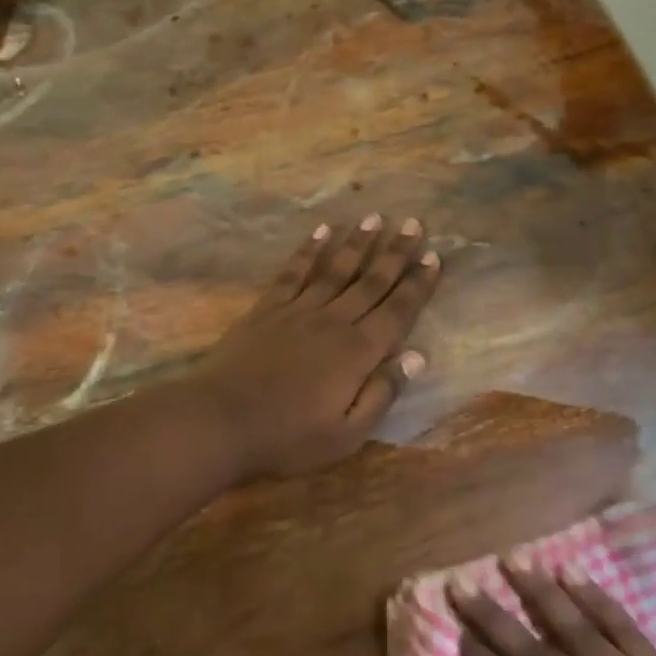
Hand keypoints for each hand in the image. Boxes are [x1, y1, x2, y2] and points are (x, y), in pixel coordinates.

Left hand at [187, 214, 440, 477]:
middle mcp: (334, 321)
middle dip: (396, 252)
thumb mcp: (347, 434)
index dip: (418, 284)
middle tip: (414, 223)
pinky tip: (322, 231)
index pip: (397, 311)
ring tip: (375, 218)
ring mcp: (298, 310)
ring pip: (336, 269)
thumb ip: (383, 393)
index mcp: (358, 352)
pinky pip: (294, 272)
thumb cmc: (288, 437)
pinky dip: (309, 250)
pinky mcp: (268, 308)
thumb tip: (417, 356)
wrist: (220, 421)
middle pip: (371, 281)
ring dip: (358, 242)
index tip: (434, 257)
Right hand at [455, 566, 655, 655]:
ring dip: (539, 589)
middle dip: (490, 613)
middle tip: (460, 581)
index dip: (472, 654)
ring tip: (511, 559)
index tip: (448, 625)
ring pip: (575, 622)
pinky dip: (597, 597)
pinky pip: (624, 625)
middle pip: (532, 644)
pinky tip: (572, 572)